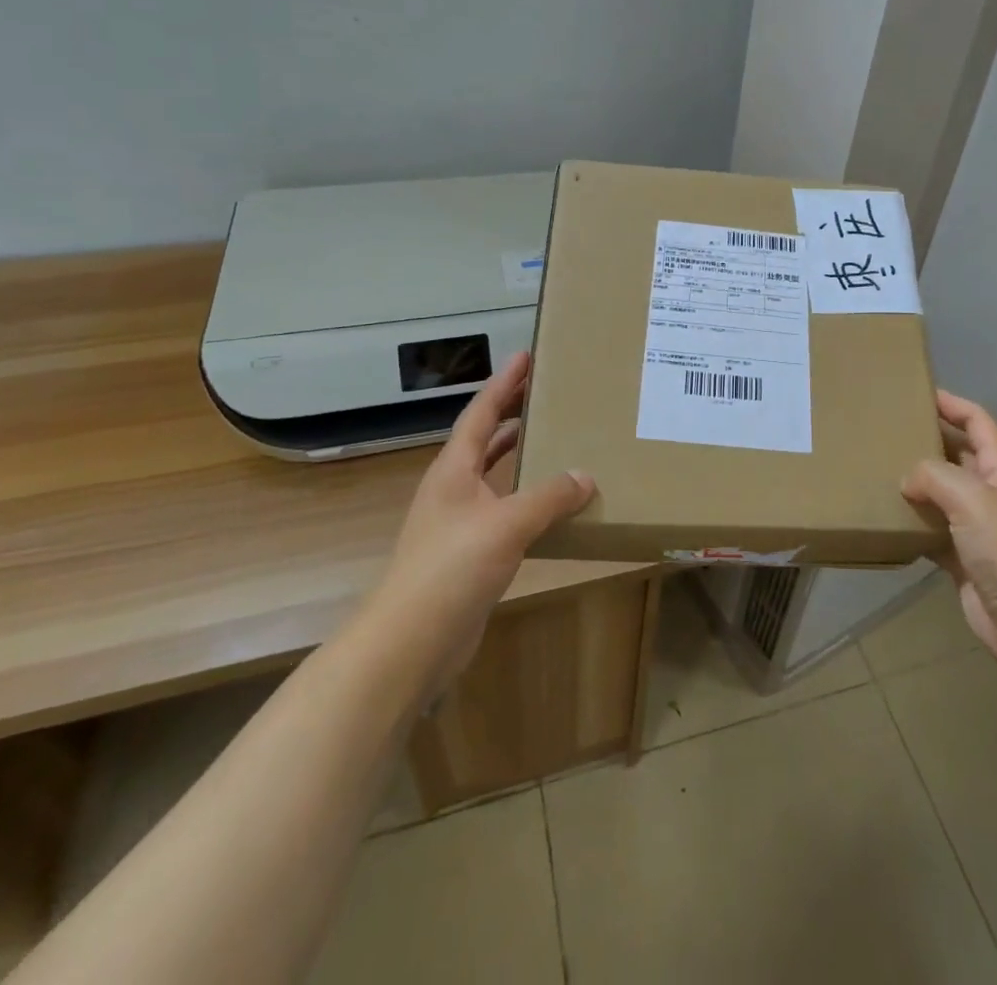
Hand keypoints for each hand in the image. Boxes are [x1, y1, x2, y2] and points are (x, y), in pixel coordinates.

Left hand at [370, 352, 594, 687]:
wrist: (411, 642)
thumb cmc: (452, 568)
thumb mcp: (507, 524)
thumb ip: (549, 497)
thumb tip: (586, 476)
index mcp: (454, 470)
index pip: (481, 413)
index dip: (503, 383)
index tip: (525, 355)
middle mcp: (453, 489)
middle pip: (485, 439)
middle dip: (512, 413)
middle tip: (547, 391)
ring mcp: (459, 522)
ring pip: (495, 476)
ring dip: (521, 456)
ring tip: (555, 439)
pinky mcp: (469, 553)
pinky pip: (505, 511)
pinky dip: (528, 499)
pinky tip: (553, 506)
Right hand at [902, 391, 996, 689]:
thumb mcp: (972, 499)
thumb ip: (935, 477)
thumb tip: (907, 480)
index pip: (978, 423)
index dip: (953, 404)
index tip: (919, 393)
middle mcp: (990, 494)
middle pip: (956, 456)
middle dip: (927, 441)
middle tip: (887, 432)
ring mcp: (977, 530)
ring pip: (941, 495)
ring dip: (915, 484)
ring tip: (877, 471)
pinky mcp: (963, 561)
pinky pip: (931, 532)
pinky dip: (912, 525)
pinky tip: (886, 520)